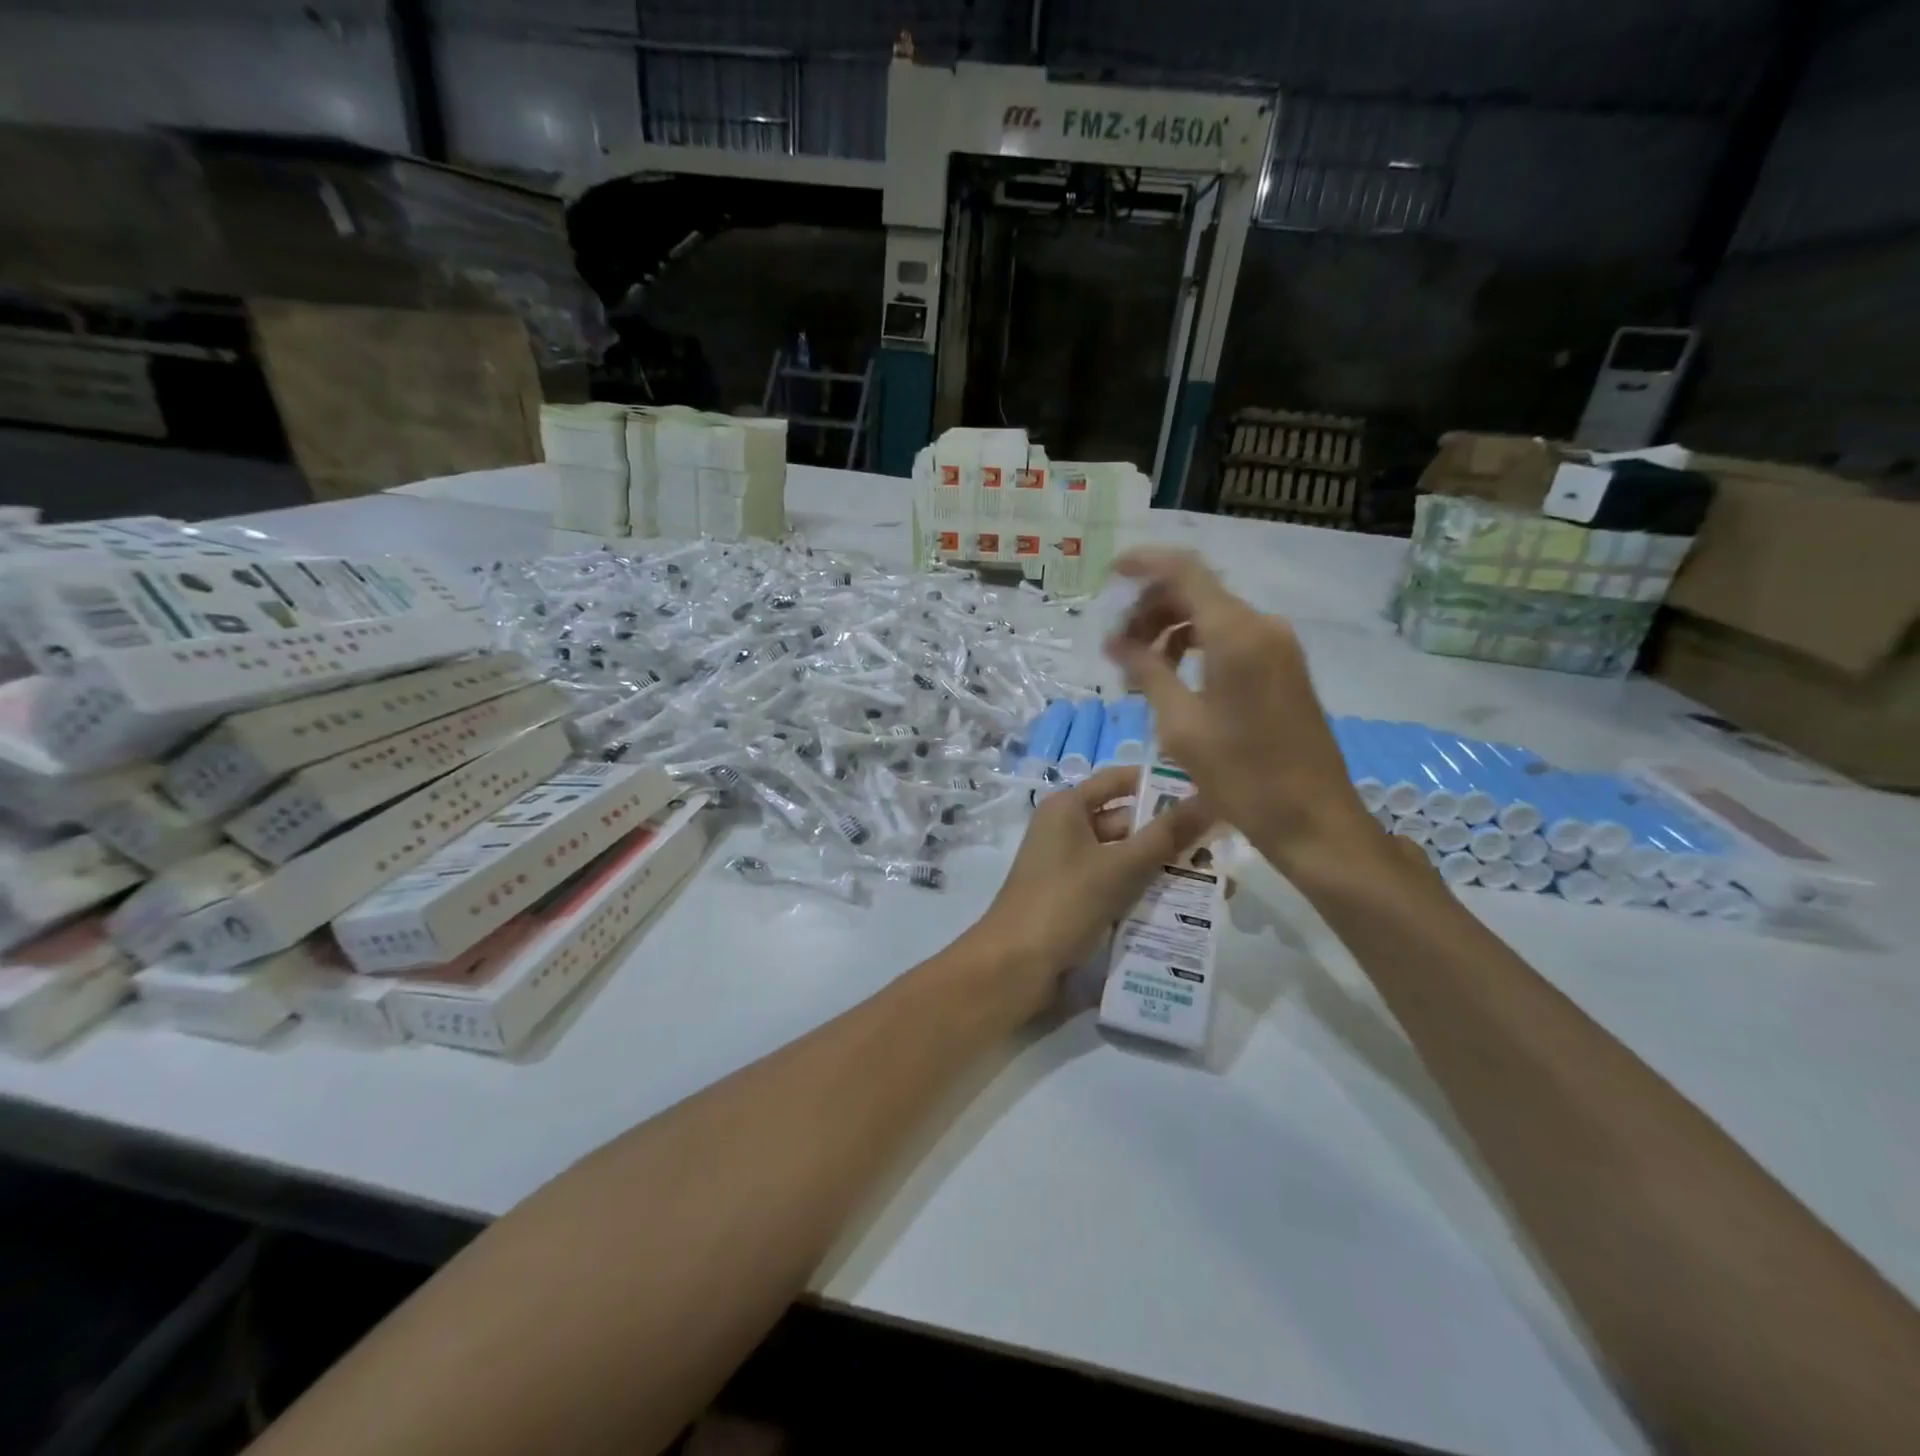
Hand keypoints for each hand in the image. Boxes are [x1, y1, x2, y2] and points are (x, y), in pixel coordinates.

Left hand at [968, 762, 1212, 1015]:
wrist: (1015, 966)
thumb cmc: (1063, 902)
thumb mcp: (1119, 867)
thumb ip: (1166, 835)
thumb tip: (1210, 799)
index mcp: (1067, 808)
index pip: (1119, 781)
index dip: (1160, 783)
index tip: (1207, 788)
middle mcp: (1067, 830)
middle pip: (1127, 821)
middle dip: (1170, 833)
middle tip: (1224, 842)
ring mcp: (1071, 866)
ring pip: (1126, 857)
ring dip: (1164, 866)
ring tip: (1218, 877)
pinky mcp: (1077, 899)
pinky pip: (1118, 885)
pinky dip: (1146, 891)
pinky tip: (1187, 904)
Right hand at [1102, 548, 1378, 874]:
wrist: (1313, 818)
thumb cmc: (1241, 775)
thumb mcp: (1181, 725)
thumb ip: (1147, 672)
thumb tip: (1116, 642)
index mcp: (1236, 634)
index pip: (1184, 572)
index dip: (1144, 565)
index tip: (1110, 575)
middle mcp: (1262, 626)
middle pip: (1197, 593)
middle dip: (1151, 609)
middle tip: (1117, 647)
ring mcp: (1279, 646)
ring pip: (1214, 616)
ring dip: (1172, 630)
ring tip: (1140, 667)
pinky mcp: (1285, 667)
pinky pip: (1232, 639)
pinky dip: (1198, 646)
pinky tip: (1174, 677)